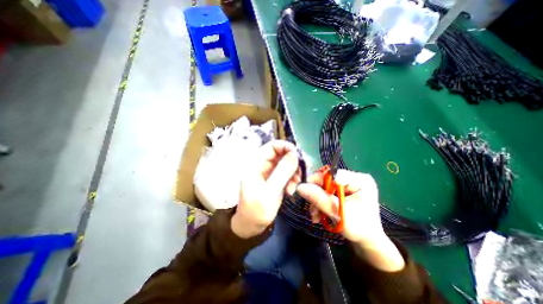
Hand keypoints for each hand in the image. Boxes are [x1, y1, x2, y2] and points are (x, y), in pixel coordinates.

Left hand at [231, 139, 301, 236]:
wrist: (251, 225)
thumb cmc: (256, 210)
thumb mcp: (269, 192)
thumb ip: (282, 173)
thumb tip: (295, 154)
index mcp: (255, 164)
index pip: (272, 146)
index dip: (286, 147)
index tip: (298, 156)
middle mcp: (262, 165)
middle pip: (281, 154)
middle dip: (292, 163)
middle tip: (299, 175)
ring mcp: (269, 172)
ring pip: (286, 164)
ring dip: (293, 173)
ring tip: (293, 187)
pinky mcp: (275, 179)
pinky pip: (287, 173)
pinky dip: (292, 179)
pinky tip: (291, 191)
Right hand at [295, 169, 403, 271]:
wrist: (367, 241)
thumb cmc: (359, 230)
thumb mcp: (339, 214)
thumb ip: (320, 199)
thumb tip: (300, 187)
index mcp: (360, 180)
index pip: (334, 174)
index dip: (318, 181)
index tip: (306, 191)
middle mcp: (354, 178)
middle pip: (328, 180)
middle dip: (318, 194)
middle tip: (312, 209)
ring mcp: (349, 183)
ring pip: (325, 186)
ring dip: (317, 200)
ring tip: (316, 215)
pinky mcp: (343, 189)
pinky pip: (326, 191)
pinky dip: (321, 201)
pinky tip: (319, 213)